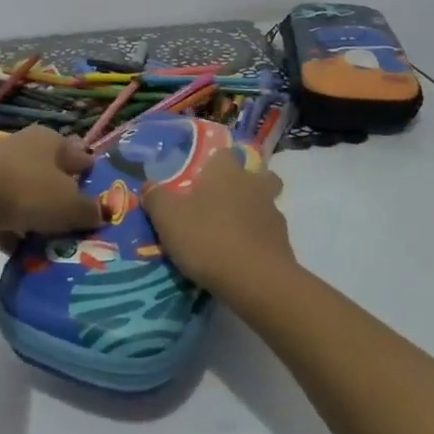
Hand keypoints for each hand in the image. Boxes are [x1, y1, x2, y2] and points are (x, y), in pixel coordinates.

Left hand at [0, 126, 100, 238]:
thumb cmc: (28, 190)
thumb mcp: (69, 204)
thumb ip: (88, 210)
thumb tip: (101, 213)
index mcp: (50, 140)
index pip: (78, 154)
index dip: (89, 173)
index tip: (99, 193)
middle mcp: (24, 146)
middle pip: (49, 173)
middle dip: (61, 195)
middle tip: (74, 221)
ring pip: (25, 192)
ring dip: (34, 213)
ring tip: (48, 240)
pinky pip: (1, 211)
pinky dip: (10, 228)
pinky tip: (17, 250)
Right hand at [142, 149, 294, 295]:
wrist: (256, 280)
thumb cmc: (208, 238)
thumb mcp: (168, 218)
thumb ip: (156, 198)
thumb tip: (149, 187)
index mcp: (227, 172)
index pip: (225, 153)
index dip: (214, 162)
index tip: (202, 177)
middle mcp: (254, 185)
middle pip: (258, 175)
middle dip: (246, 183)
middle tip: (224, 201)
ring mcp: (274, 214)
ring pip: (266, 204)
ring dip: (253, 213)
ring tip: (232, 233)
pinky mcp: (284, 243)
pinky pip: (269, 234)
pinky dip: (258, 241)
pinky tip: (242, 257)